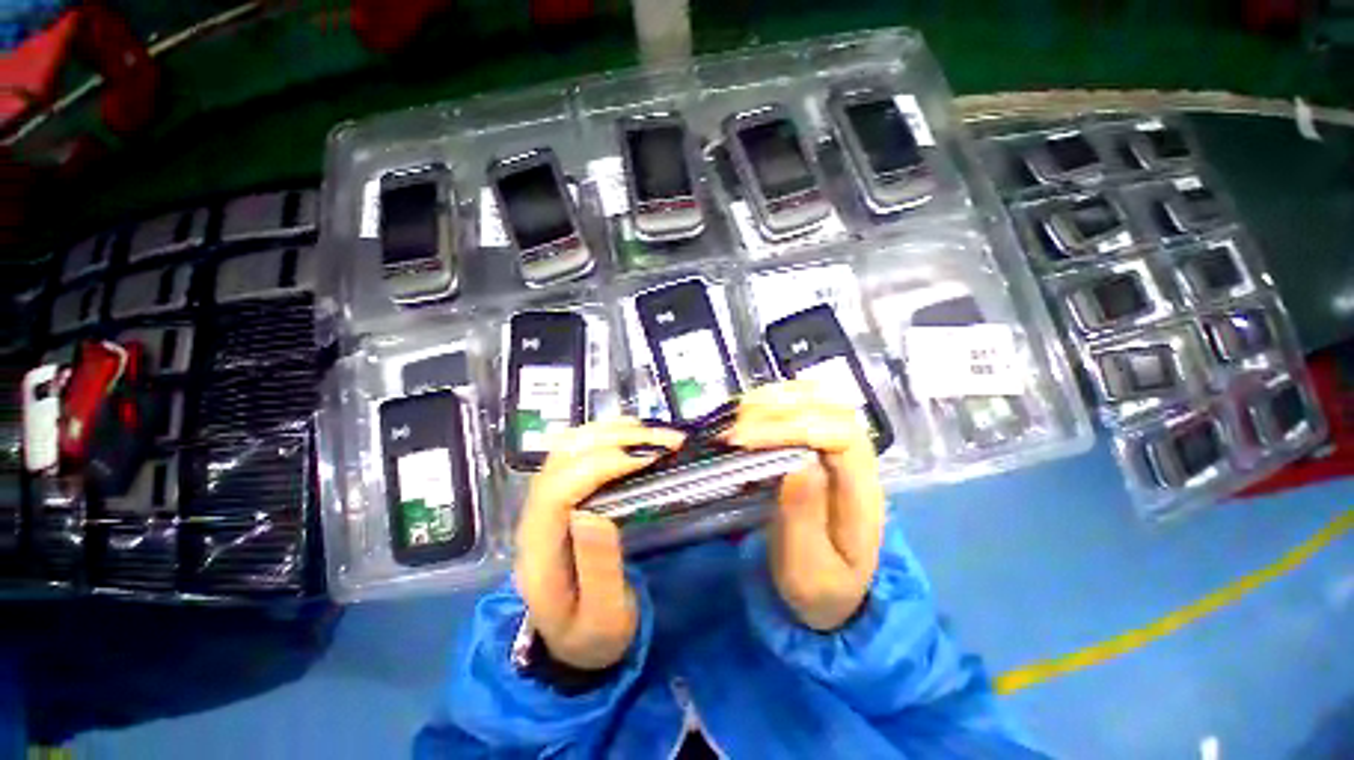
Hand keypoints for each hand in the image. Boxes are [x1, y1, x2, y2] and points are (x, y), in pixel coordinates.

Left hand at [514, 418, 684, 669]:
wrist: (570, 640)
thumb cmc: (591, 632)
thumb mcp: (602, 616)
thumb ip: (597, 568)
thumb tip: (591, 510)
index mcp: (538, 546)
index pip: (558, 488)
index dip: (601, 464)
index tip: (648, 459)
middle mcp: (535, 513)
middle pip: (563, 457)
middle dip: (614, 439)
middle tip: (664, 440)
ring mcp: (546, 498)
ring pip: (569, 446)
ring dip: (612, 431)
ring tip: (653, 432)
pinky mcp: (563, 493)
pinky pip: (579, 450)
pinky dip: (608, 435)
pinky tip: (633, 434)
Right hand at [723, 381, 885, 630]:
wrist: (836, 589)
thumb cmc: (820, 583)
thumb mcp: (808, 570)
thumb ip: (804, 519)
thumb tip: (798, 463)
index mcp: (862, 492)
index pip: (839, 437)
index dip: (791, 428)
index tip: (745, 439)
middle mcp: (859, 459)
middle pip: (831, 407)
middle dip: (778, 409)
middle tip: (734, 425)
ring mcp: (842, 446)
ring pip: (820, 398)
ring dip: (777, 398)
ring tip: (739, 412)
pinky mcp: (823, 442)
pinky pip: (805, 404)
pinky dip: (776, 399)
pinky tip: (752, 409)